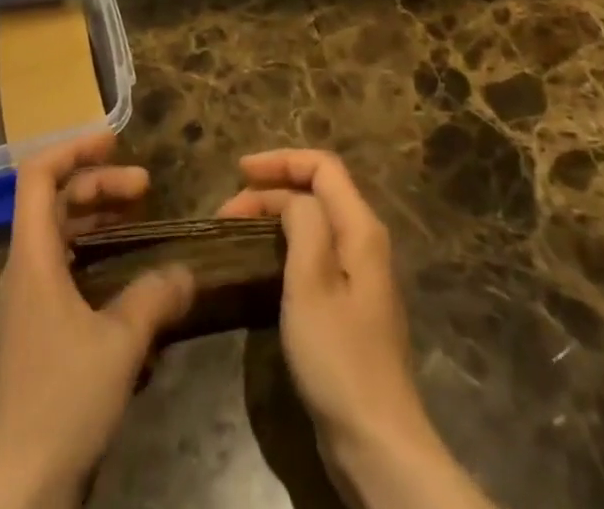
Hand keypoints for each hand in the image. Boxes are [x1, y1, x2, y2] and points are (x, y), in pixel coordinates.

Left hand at [0, 132, 194, 508]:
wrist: (19, 490)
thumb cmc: (62, 401)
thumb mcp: (119, 345)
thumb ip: (154, 298)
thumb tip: (186, 272)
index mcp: (31, 258)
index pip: (37, 176)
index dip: (73, 149)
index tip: (114, 142)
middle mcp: (22, 270)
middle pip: (53, 201)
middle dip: (98, 184)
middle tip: (145, 186)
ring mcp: (26, 302)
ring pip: (58, 235)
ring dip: (96, 217)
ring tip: (139, 216)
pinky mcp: (34, 332)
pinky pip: (62, 268)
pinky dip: (92, 254)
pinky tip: (126, 274)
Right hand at [221, 151, 494, 508]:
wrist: (377, 442)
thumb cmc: (338, 357)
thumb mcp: (311, 282)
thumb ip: (303, 223)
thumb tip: (292, 200)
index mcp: (360, 228)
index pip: (322, 167)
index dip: (280, 161)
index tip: (239, 172)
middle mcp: (365, 242)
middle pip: (318, 191)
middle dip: (271, 191)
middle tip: (226, 213)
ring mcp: (360, 275)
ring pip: (315, 222)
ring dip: (275, 216)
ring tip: (237, 230)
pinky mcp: (351, 305)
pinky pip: (316, 252)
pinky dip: (286, 243)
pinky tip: (263, 262)